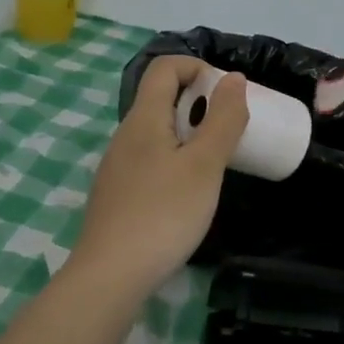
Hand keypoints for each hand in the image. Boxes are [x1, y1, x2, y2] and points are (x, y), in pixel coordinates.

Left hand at [70, 56, 249, 296]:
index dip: (198, 68)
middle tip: (230, 131)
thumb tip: (232, 78)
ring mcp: (117, 166)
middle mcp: (125, 135)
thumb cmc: (163, 214)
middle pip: (161, 98)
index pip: (165, 67)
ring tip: (215, 163)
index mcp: (143, 119)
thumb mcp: (205, 165)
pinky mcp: (117, 194)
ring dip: (189, 134)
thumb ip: (223, 120)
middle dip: (200, 104)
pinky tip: (189, 194)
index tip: (227, 96)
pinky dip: (175, 161)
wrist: (111, 276)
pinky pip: (150, 160)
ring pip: (157, 132)